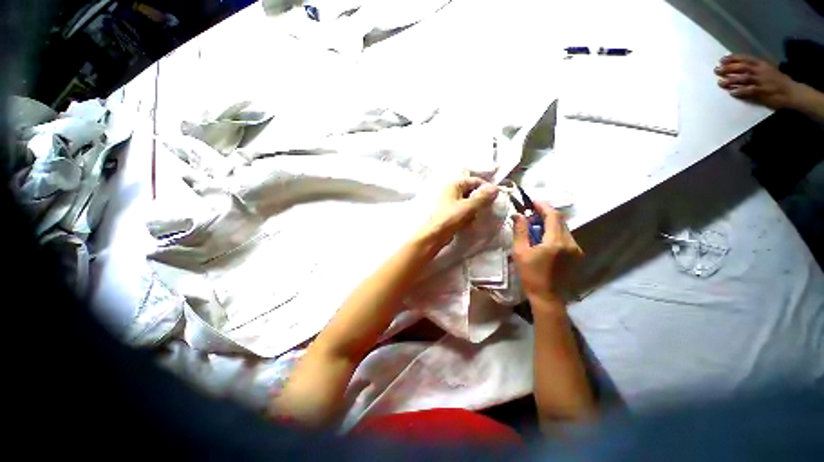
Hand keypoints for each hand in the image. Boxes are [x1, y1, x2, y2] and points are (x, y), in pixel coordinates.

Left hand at [419, 177, 498, 243]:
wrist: (436, 234)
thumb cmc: (451, 218)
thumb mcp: (470, 206)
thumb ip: (483, 196)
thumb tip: (496, 188)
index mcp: (454, 184)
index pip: (475, 180)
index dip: (486, 188)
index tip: (494, 198)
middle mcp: (450, 189)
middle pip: (471, 190)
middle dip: (480, 199)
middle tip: (485, 208)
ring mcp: (449, 200)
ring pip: (468, 200)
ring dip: (474, 207)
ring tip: (475, 216)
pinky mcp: (448, 210)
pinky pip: (463, 208)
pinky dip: (468, 213)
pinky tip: (469, 220)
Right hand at [513, 203, 582, 302]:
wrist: (547, 297)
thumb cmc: (531, 275)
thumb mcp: (520, 252)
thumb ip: (520, 231)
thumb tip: (518, 215)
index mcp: (556, 241)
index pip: (553, 216)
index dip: (543, 206)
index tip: (532, 202)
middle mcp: (570, 242)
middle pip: (560, 220)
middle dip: (546, 214)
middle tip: (531, 214)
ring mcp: (576, 249)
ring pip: (564, 228)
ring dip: (550, 223)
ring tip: (535, 226)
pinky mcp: (576, 255)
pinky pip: (566, 237)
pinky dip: (555, 232)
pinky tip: (544, 238)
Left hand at [715, 54, 804, 109]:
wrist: (793, 92)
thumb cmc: (778, 82)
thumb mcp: (767, 70)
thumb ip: (755, 68)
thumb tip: (738, 67)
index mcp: (762, 64)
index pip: (746, 59)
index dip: (733, 59)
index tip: (722, 60)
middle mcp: (761, 70)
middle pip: (742, 67)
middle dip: (728, 68)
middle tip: (717, 70)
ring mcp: (762, 81)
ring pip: (744, 78)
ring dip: (731, 80)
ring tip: (720, 82)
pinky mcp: (763, 92)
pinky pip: (749, 91)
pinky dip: (739, 91)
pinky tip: (731, 92)